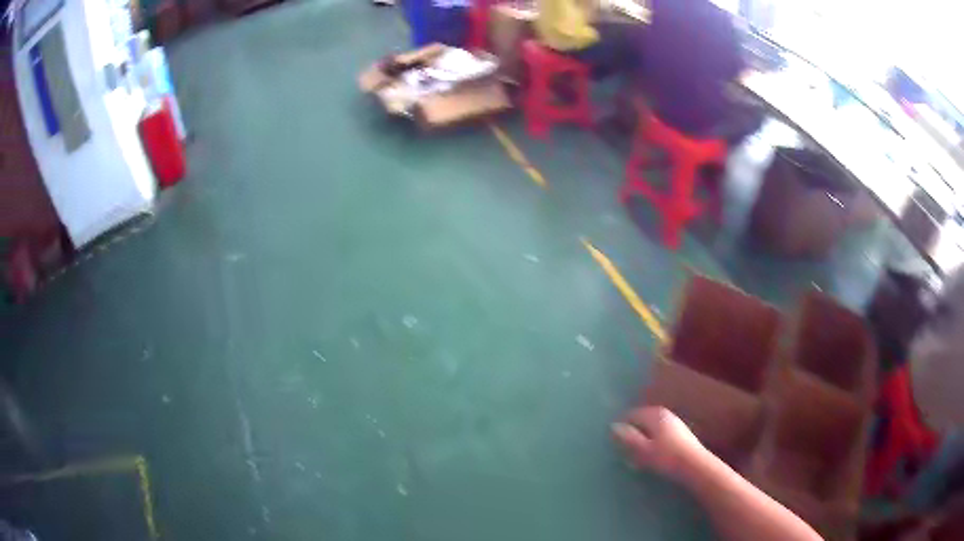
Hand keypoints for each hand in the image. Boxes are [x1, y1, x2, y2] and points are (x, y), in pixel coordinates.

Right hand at [612, 406, 707, 479]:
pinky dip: (653, 445)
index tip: (613, 442)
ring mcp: (675, 424)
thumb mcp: (642, 449)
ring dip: (642, 441)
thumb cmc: (666, 457)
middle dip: (632, 434)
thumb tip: (613, 426)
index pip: (632, 415)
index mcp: (654, 414)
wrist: (695, 466)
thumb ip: (627, 437)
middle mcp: (665, 415)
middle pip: (643, 422)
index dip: (621, 427)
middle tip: (623, 451)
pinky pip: (660, 437)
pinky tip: (652, 458)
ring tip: (635, 458)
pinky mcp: (681, 435)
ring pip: (652, 430)